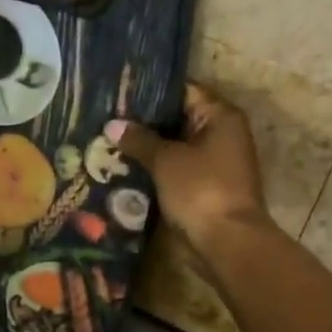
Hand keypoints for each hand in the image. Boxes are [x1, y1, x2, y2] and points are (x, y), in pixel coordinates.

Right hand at [106, 83, 269, 248]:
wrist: (226, 242)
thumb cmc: (200, 189)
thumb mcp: (165, 160)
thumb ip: (139, 140)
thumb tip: (112, 125)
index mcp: (220, 116)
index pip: (182, 90)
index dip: (150, 91)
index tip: (118, 91)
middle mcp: (221, 134)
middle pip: (177, 119)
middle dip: (143, 122)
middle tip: (104, 117)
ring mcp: (213, 162)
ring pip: (173, 147)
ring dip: (145, 148)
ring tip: (106, 141)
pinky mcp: (203, 187)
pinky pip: (174, 170)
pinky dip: (153, 169)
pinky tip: (122, 168)